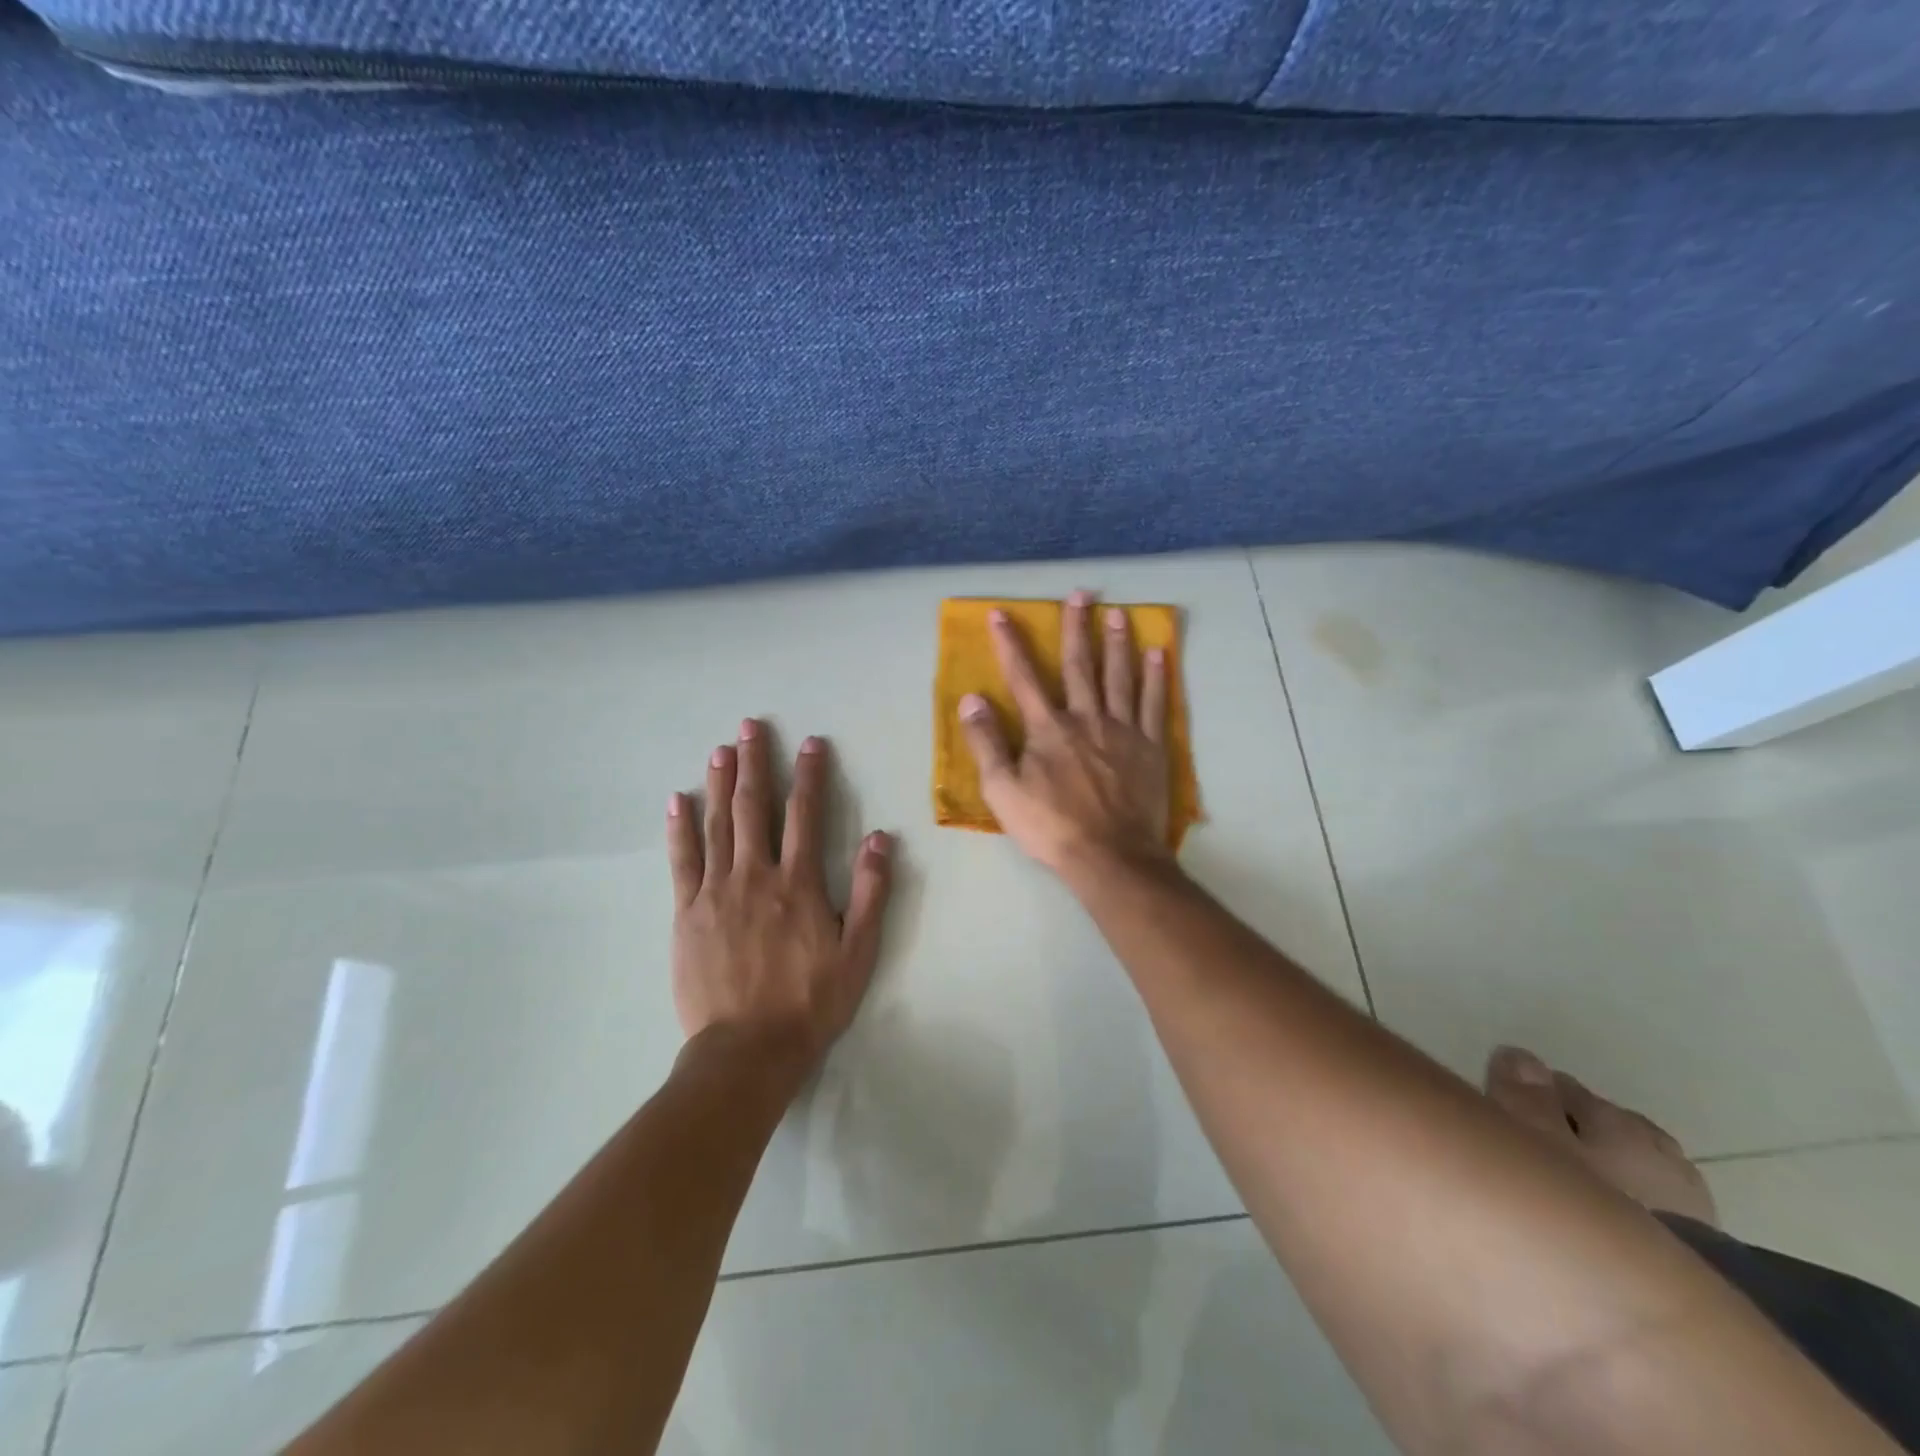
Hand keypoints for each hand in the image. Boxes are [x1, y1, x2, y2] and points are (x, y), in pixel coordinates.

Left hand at [668, 719, 892, 1071]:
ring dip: (720, 783)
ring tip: (721, 749)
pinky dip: (680, 828)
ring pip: (717, 825)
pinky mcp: (687, 912)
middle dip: (755, 763)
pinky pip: (682, 860)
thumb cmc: (810, 1001)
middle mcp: (755, 875)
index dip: (810, 775)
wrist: (748, 1049)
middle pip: (754, 808)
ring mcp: (716, 891)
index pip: (806, 814)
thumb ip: (870, 891)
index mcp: (798, 882)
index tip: (811, 743)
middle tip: (750, 726)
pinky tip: (677, 801)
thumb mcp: (858, 951)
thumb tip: (880, 837)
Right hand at [956, 590, 1172, 875]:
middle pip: (1080, 664)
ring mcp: (1123, 730)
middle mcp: (1086, 718)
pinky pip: (1156, 704)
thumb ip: (986, 742)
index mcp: (1048, 728)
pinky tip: (1158, 654)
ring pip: (1120, 676)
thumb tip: (972, 699)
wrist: (1110, 856)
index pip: (1024, 677)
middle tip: (1081, 594)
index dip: (1011, 644)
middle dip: (1077, 627)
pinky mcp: (1151, 747)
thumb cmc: (1051, 827)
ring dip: (1117, 642)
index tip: (1002, 614)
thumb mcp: (1003, 791)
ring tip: (1118, 612)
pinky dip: (1156, 677)